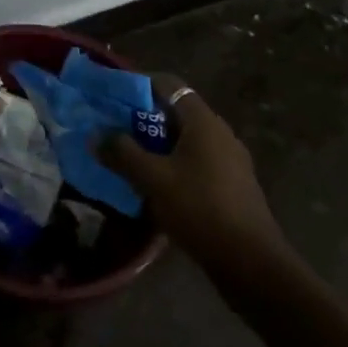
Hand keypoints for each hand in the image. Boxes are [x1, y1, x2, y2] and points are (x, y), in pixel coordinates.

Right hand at [100, 78, 293, 288]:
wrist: (251, 262)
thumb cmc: (200, 209)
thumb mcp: (153, 180)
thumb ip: (122, 153)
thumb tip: (96, 136)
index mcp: (203, 121)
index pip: (169, 84)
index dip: (139, 84)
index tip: (112, 95)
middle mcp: (219, 133)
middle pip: (176, 113)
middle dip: (143, 119)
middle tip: (113, 130)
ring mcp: (229, 160)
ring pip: (185, 140)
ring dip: (156, 145)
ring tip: (128, 159)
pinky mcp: (232, 185)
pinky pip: (195, 163)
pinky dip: (173, 165)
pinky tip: (155, 187)